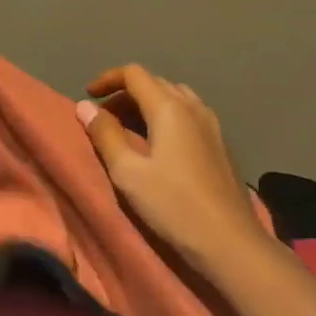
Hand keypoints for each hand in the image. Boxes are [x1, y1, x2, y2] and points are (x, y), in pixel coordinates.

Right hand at [77, 65, 270, 274]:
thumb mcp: (128, 173)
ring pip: (175, 97)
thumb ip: (105, 135)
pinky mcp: (221, 143)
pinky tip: (160, 144)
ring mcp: (212, 124)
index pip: (135, 74)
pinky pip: (189, 114)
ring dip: (148, 104)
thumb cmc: (173, 205)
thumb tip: (85, 106)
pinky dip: (166, 116)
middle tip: (104, 118)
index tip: (88, 96)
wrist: (230, 241)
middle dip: (125, 93)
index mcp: (169, 108)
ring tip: (130, 128)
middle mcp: (193, 107)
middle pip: (155, 83)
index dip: (108, 79)